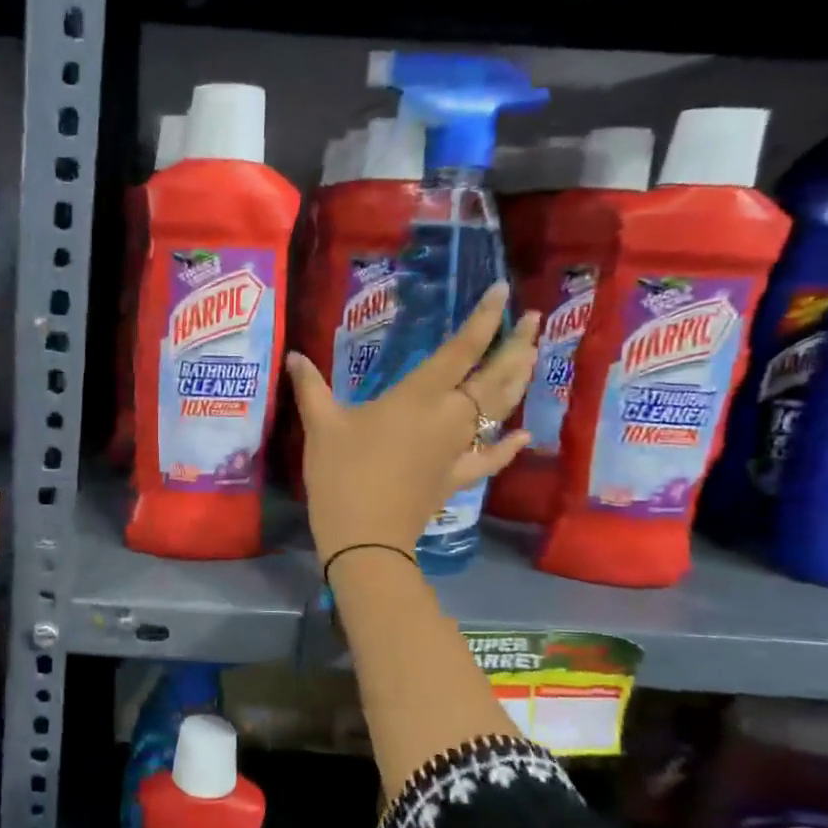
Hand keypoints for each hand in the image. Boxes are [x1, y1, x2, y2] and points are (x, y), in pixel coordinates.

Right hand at [287, 282, 539, 561]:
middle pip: (495, 375)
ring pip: (501, 410)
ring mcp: (459, 449)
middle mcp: (450, 416)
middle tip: (534, 319)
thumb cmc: (341, 474)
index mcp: (419, 396)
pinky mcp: (457, 477)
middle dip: (517, 344)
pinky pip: (490, 459)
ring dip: (519, 381)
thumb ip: (311, 388)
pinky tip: (523, 436)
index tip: (503, 290)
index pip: (461, 349)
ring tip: (533, 356)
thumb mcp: (321, 426)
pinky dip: (508, 447)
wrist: (365, 536)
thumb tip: (294, 356)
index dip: (484, 318)